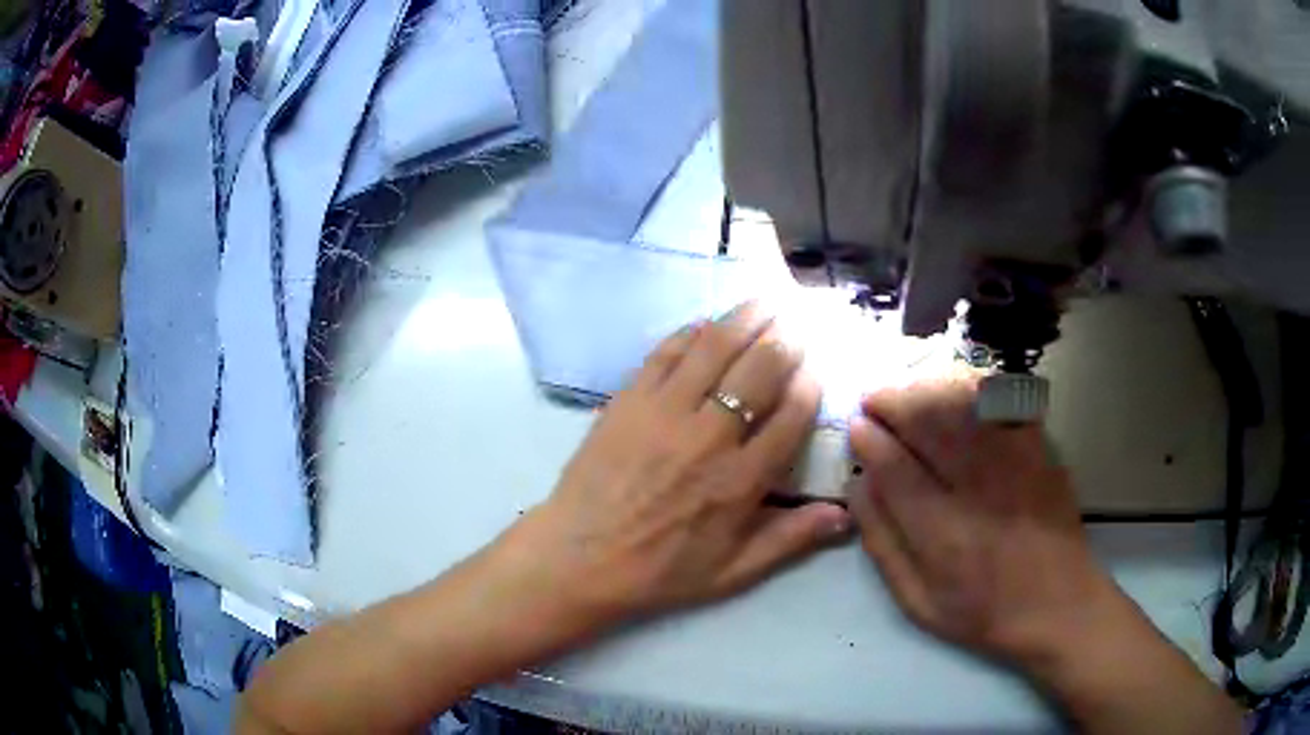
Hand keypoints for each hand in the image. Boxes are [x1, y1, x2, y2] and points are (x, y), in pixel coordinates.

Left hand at [511, 302, 850, 627]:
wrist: (579, 558)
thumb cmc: (660, 571)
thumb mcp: (733, 572)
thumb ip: (790, 540)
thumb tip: (845, 514)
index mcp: (742, 480)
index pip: (792, 414)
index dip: (810, 384)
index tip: (817, 368)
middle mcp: (709, 435)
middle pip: (760, 369)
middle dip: (786, 339)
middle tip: (798, 321)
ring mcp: (664, 411)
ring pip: (715, 348)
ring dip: (746, 319)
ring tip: (766, 301)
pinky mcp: (628, 399)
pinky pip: (665, 352)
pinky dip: (691, 332)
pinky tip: (707, 323)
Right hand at [847, 379, 1114, 666]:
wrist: (1058, 603)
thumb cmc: (983, 612)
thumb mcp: (918, 601)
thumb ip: (883, 544)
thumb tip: (859, 488)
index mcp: (942, 534)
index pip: (895, 467)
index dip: (869, 439)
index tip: (855, 426)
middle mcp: (978, 489)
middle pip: (928, 422)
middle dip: (892, 401)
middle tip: (873, 399)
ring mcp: (1015, 462)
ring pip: (963, 402)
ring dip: (926, 388)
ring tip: (907, 393)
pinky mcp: (1039, 448)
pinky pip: (1001, 400)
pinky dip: (971, 387)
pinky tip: (954, 392)